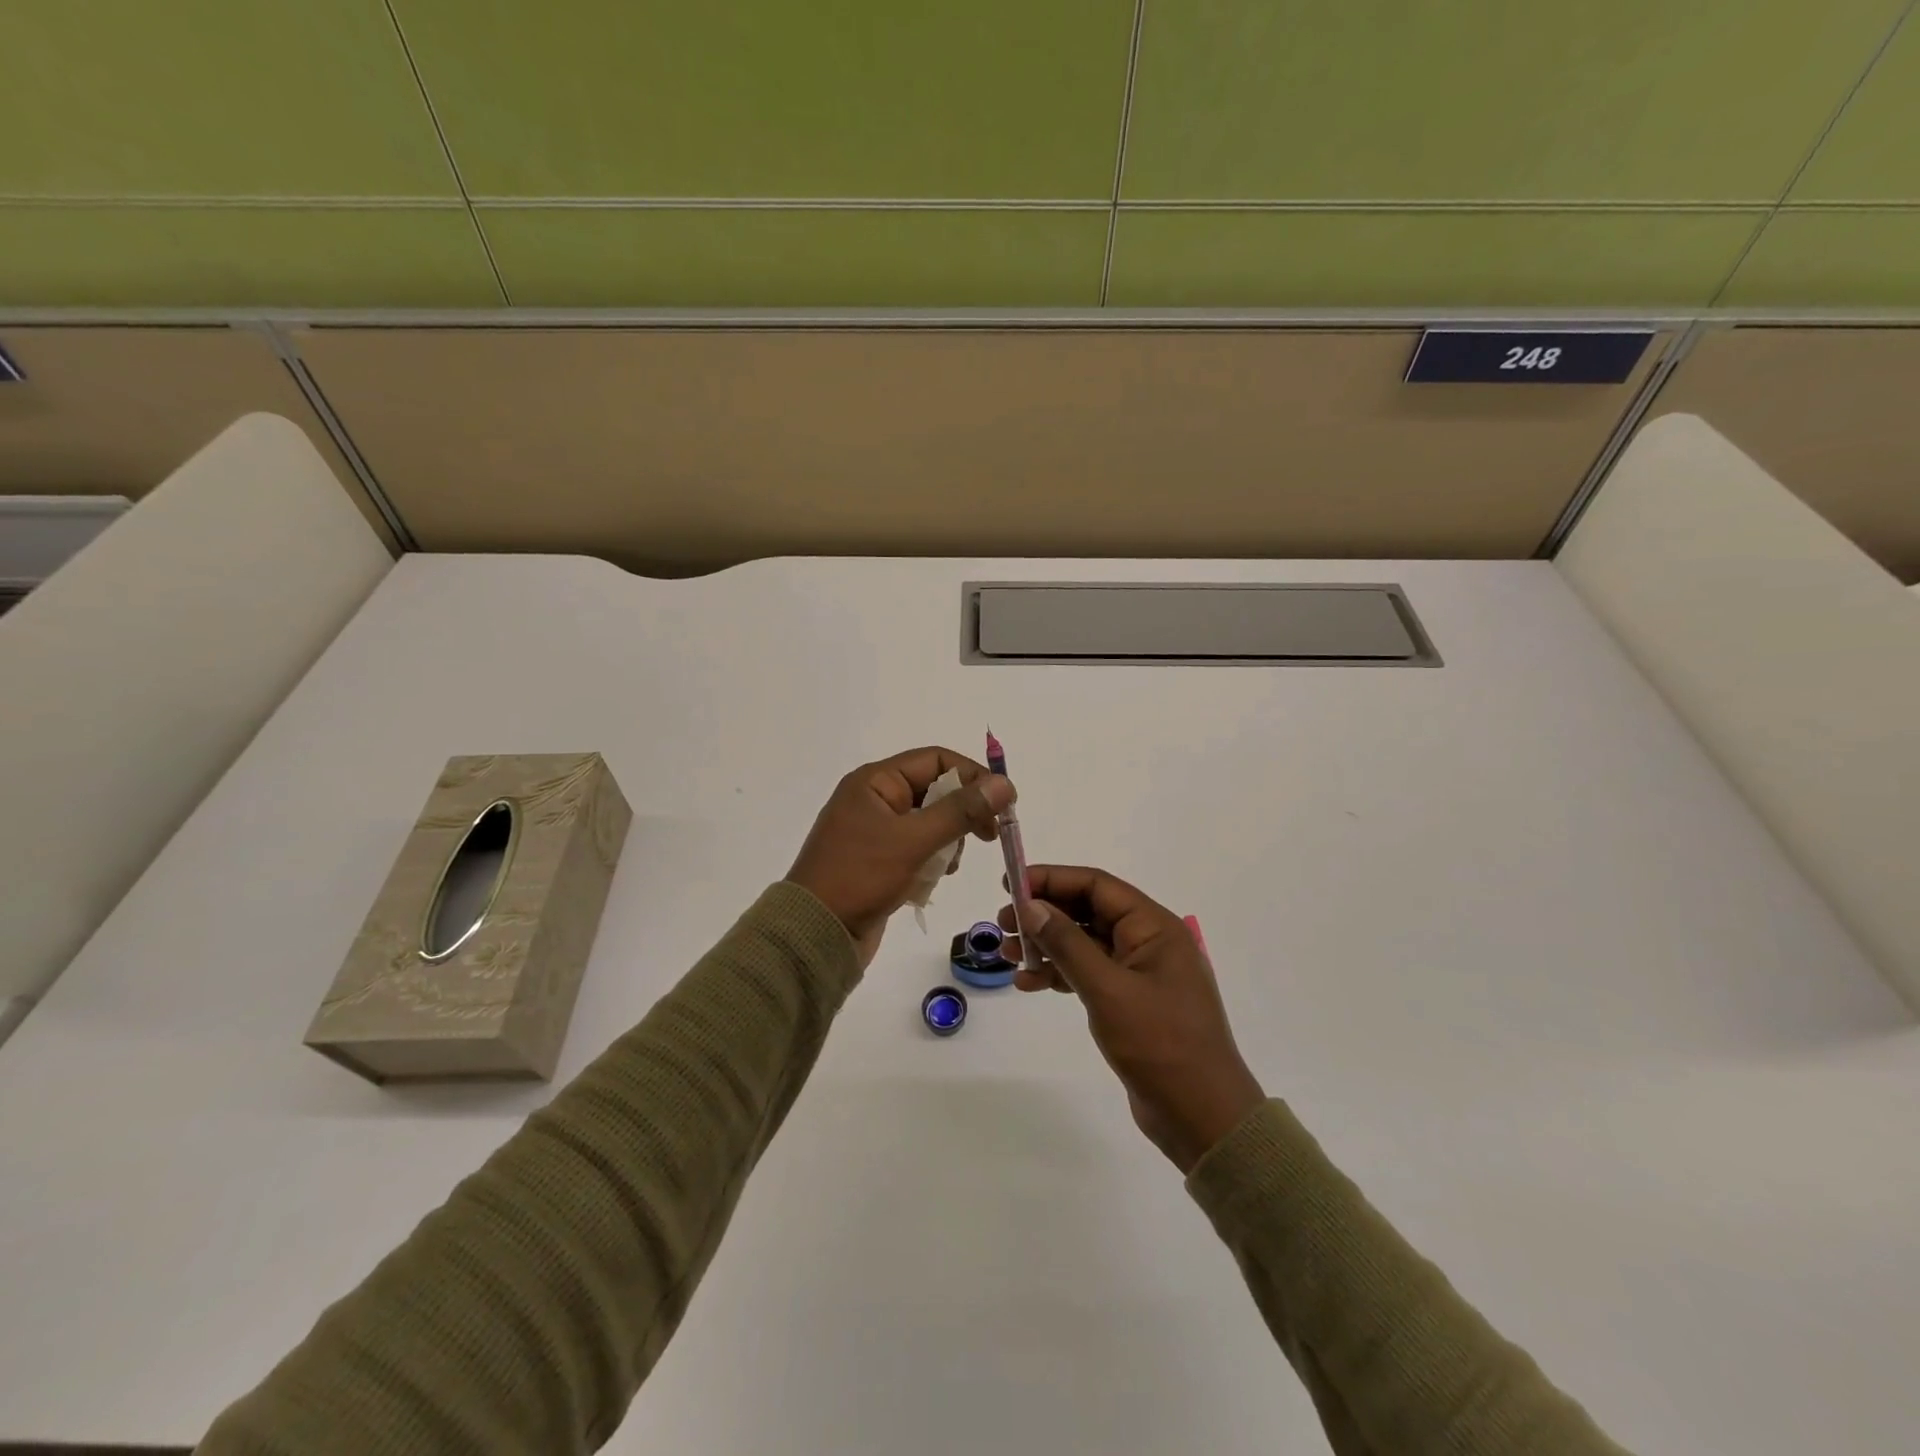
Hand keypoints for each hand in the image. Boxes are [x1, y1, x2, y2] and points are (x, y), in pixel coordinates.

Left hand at [788, 747, 1012, 967]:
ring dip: (948, 841)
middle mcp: (875, 799)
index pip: (936, 760)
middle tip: (988, 836)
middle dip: (963, 812)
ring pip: (930, 822)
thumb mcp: (914, 840)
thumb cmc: (861, 877)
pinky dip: (932, 860)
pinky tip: (932, 880)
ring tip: (948, 866)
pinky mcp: (879, 860)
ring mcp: (876, 831)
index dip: (973, 776)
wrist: (814, 934)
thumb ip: (961, 811)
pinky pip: (918, 848)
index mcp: (875, 781)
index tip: (1003, 804)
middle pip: (935, 790)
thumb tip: (1005, 784)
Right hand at [1000, 866, 1264, 1173]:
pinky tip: (1028, 983)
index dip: (1051, 879)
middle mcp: (1148, 941)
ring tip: (1007, 954)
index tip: (1010, 884)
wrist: (1202, 1117)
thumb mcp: (1108, 989)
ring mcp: (1140, 973)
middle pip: (1087, 911)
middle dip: (1044, 914)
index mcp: (1154, 927)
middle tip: (1002, 924)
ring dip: (1046, 945)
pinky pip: (1088, 974)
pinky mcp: (1130, 1002)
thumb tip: (1031, 905)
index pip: (1096, 885)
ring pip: (1084, 943)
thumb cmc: (1160, 1044)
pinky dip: (1059, 974)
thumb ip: (1067, 944)